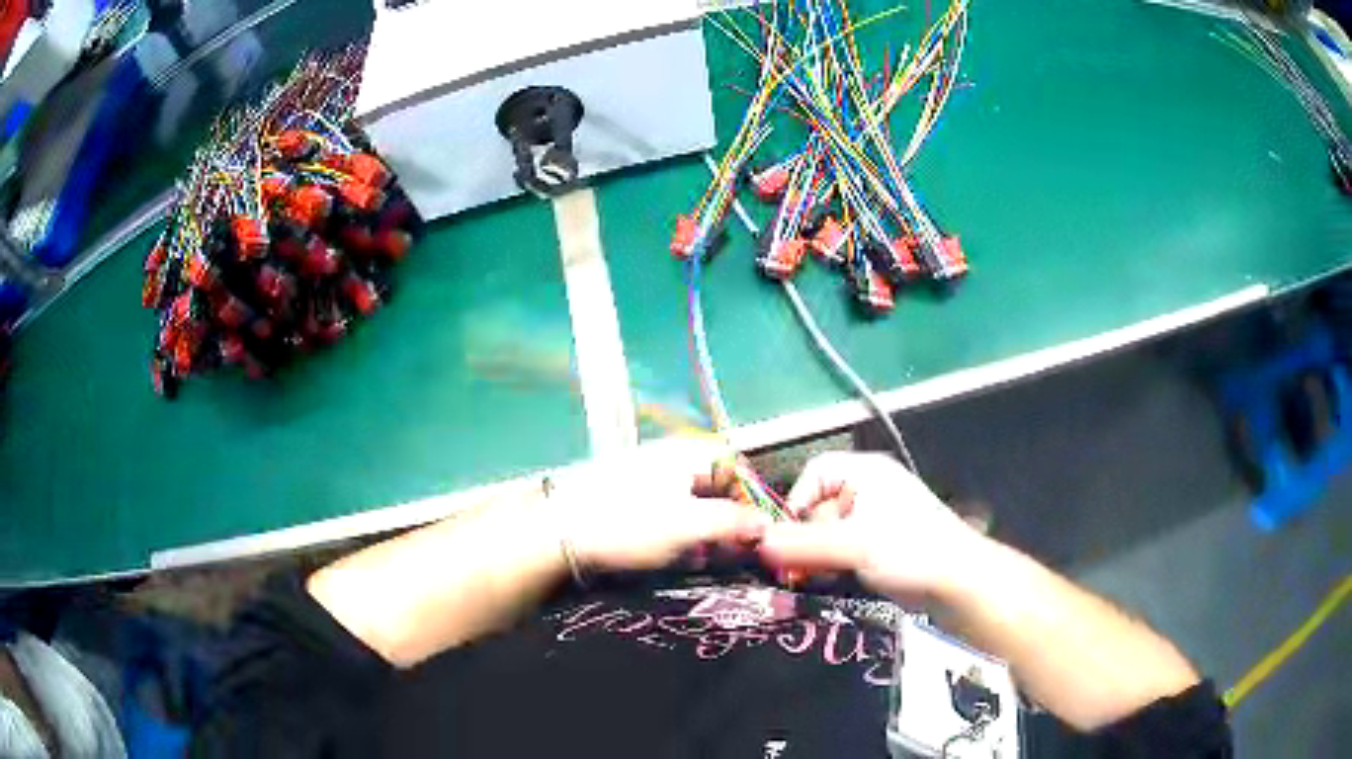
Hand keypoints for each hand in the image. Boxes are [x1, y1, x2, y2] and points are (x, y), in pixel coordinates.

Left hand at [548, 438, 769, 572]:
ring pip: (690, 499)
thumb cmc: (628, 526)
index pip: (735, 465)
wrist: (558, 535)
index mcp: (685, 453)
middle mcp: (667, 456)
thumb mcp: (687, 527)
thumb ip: (732, 523)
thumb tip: (765, 525)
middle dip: (726, 518)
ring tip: (701, 557)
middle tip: (729, 550)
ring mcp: (644, 474)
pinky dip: (678, 530)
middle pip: (713, 483)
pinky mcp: (627, 495)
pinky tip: (673, 553)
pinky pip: (666, 508)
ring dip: (703, 528)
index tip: (754, 533)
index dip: (750, 499)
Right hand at [757, 452, 986, 601]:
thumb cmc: (910, 551)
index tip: (788, 537)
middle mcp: (870, 490)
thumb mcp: (853, 546)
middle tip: (805, 567)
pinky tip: (838, 584)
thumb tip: (755, 544)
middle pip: (819, 507)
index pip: (815, 473)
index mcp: (866, 473)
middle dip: (808, 538)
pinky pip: (846, 551)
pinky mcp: (883, 547)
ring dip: (820, 557)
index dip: (796, 501)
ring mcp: (878, 520)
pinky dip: (837, 566)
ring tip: (824, 578)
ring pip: (830, 534)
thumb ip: (802, 544)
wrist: (960, 584)